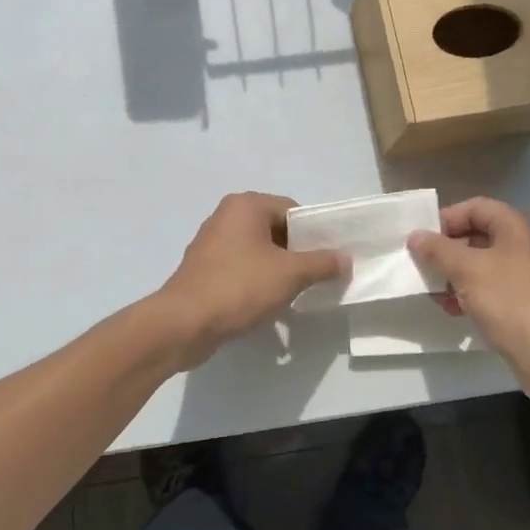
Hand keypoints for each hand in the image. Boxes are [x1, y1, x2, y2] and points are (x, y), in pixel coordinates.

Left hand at [156, 193, 345, 366]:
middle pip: (275, 230)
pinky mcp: (203, 269)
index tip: (328, 260)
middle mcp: (226, 216)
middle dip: (297, 254)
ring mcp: (211, 243)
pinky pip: (240, 268)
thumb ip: (322, 264)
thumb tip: (346, 259)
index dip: (314, 234)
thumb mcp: (290, 274)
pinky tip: (267, 305)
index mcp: (246, 205)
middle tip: (315, 278)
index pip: (293, 210)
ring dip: (277, 270)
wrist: (183, 323)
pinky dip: (256, 281)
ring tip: (294, 294)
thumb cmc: (239, 287)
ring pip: (258, 251)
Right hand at [409, 197, 529, 399]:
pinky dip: (472, 294)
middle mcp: (528, 243)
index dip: (446, 220)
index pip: (475, 207)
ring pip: (484, 264)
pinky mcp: (529, 302)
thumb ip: (438, 250)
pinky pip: (493, 288)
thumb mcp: (467, 270)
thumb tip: (416, 236)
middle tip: (424, 268)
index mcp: (518, 225)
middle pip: (479, 235)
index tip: (422, 242)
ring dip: (455, 276)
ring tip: (435, 295)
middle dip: (448, 251)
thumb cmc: (510, 302)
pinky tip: (454, 311)